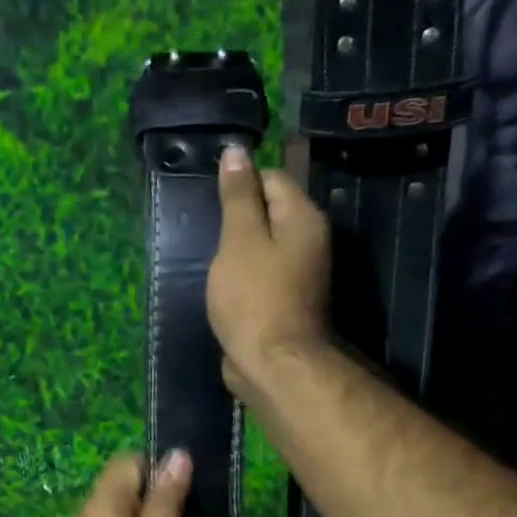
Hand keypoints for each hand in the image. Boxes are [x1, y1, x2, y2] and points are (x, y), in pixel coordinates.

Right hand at [208, 145, 330, 399]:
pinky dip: (243, 274)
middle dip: (237, 218)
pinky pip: (262, 273)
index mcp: (303, 218)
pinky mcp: (286, 300)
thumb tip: (236, 151)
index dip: (240, 184)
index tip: (210, 203)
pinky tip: (223, 285)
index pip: (272, 178)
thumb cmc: (254, 296)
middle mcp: (310, 241)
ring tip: (211, 259)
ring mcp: (301, 273)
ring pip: (264, 245)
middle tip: (206, 232)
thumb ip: (238, 196)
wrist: (273, 364)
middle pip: (270, 211)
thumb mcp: (239, 240)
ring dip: (238, 249)